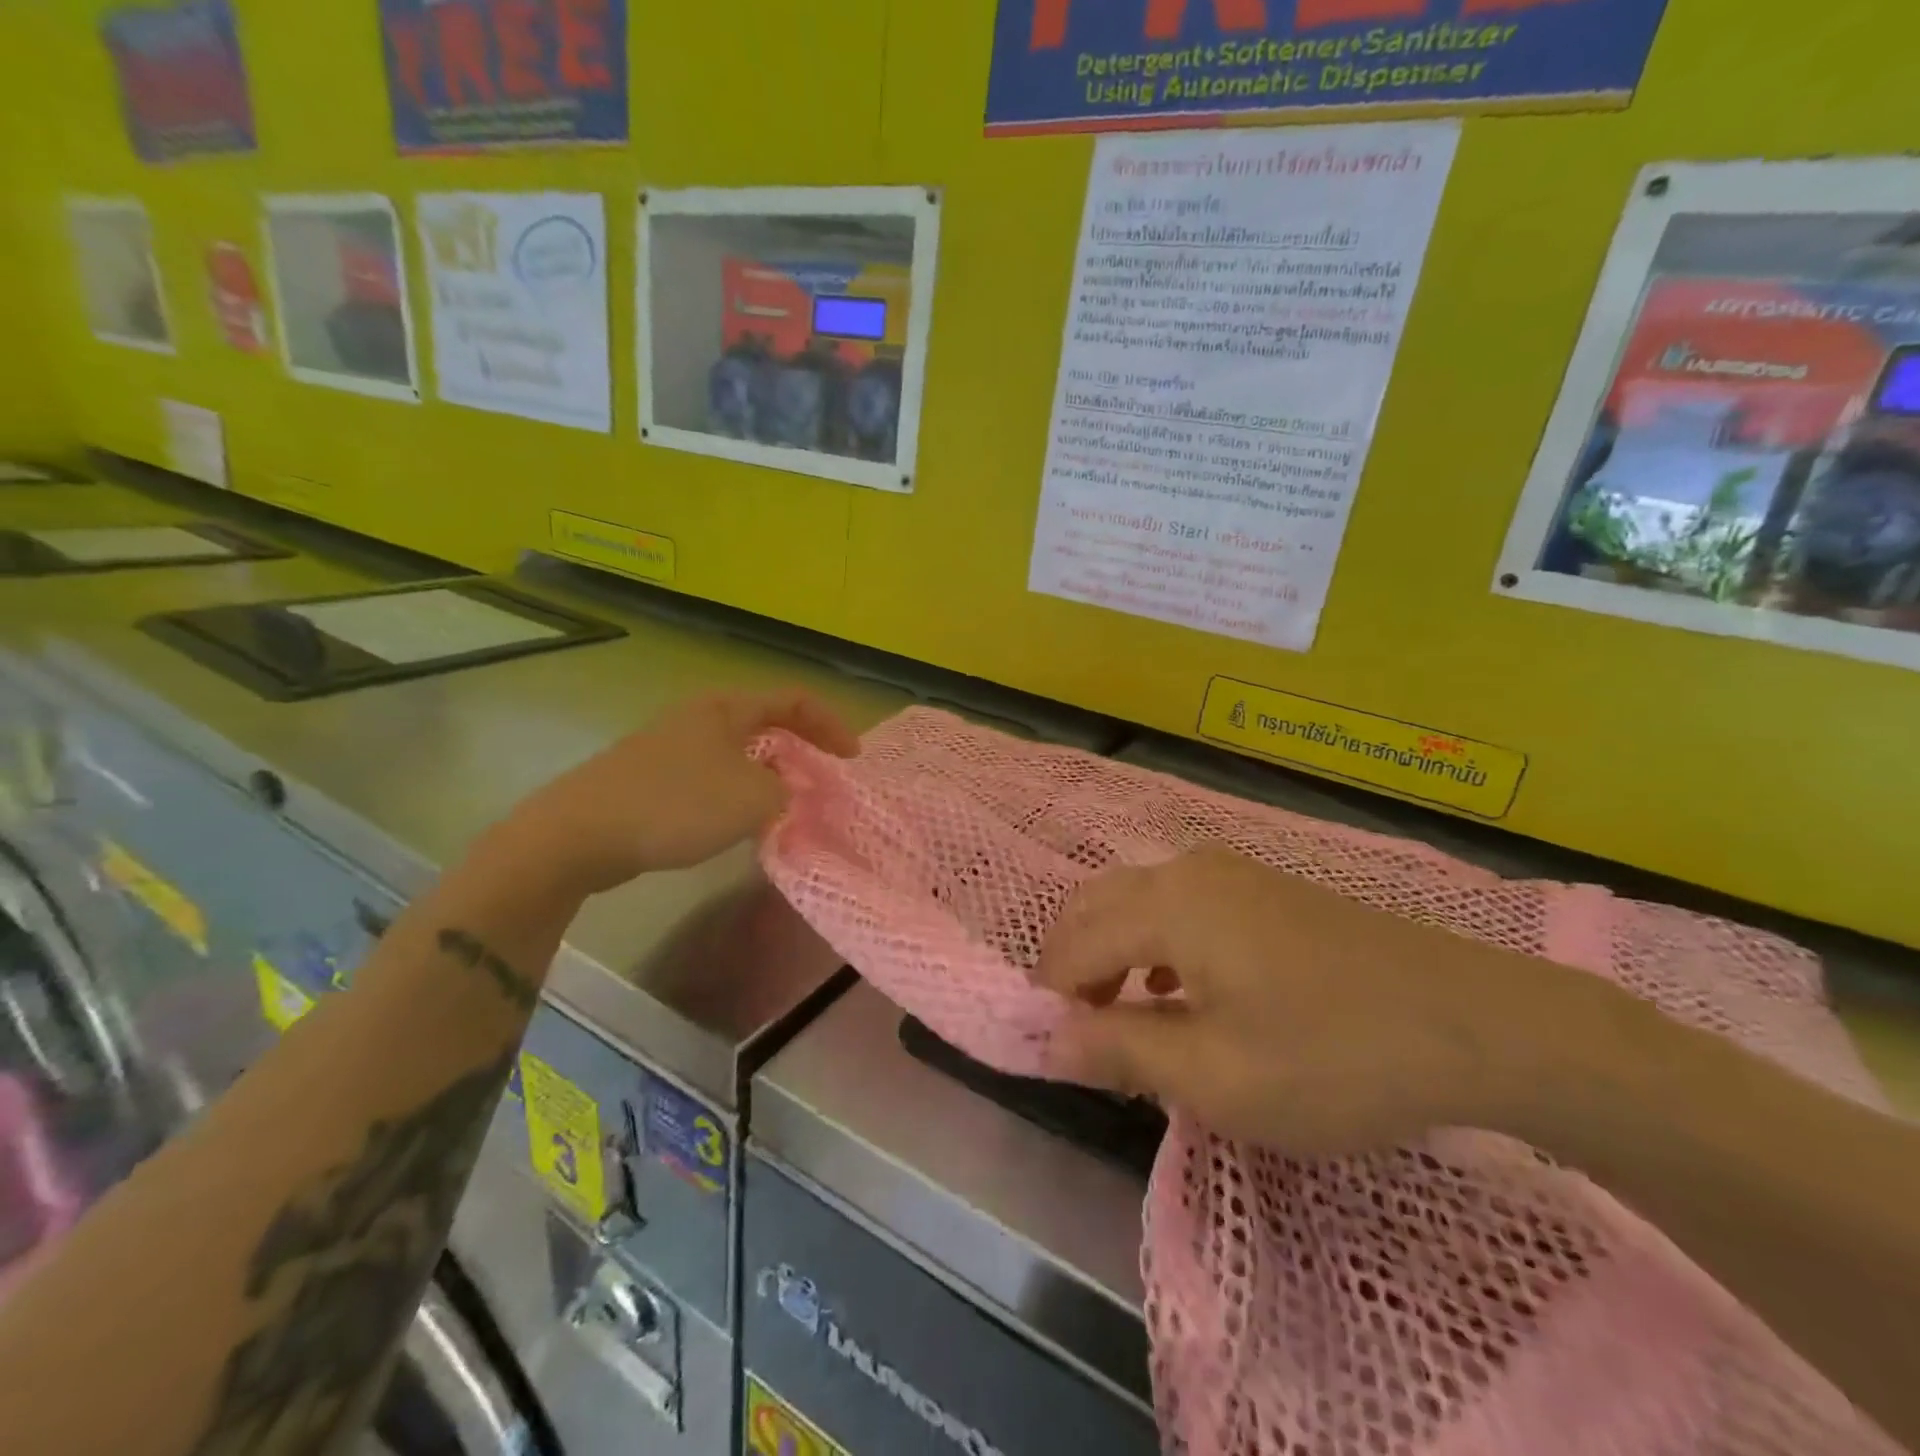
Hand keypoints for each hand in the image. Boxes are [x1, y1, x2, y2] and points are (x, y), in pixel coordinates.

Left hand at [500, 689, 859, 894]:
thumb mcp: (752, 799)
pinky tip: (736, 827)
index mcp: (727, 708)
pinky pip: (712, 778)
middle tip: (822, 784)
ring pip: (738, 755)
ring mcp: (671, 747)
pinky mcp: (652, 778)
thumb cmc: (676, 804)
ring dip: (769, 779)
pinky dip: (737, 796)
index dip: (830, 725)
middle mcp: (700, 718)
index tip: (852, 759)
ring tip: (785, 810)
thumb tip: (784, 794)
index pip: (794, 700)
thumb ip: (785, 792)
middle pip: (767, 725)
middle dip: (801, 752)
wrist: (580, 833)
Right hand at [1032, 847, 1555, 1154]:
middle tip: (1083, 1033)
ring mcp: (1230, 871)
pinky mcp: (1263, 887)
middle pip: (1096, 906)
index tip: (1057, 1054)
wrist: (1476, 1023)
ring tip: (1125, 1018)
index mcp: (1167, 904)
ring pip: (1136, 901)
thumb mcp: (1216, 1076)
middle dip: (1074, 966)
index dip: (1054, 998)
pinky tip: (1180, 991)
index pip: (1075, 944)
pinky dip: (1154, 943)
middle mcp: (1187, 870)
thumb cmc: (1333, 1056)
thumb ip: (1120, 1052)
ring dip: (1113, 953)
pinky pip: (1178, 904)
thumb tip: (1047, 1041)